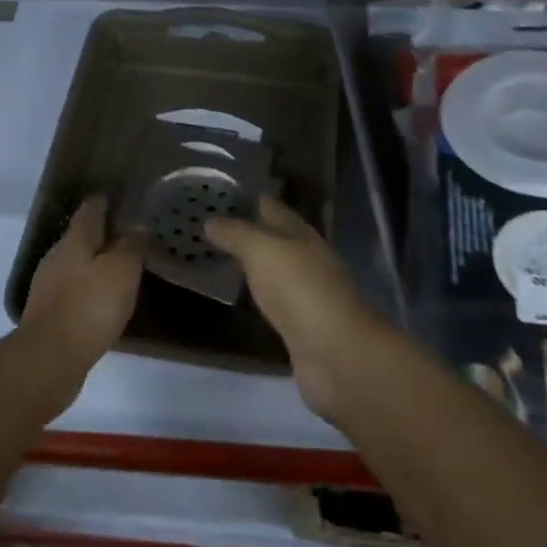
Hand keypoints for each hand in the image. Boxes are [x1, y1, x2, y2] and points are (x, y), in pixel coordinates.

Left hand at [20, 197, 142, 388]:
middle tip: (125, 236)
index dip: (102, 202)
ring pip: (74, 266)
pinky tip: (101, 302)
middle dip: (100, 235)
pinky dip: (87, 291)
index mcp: (74, 241)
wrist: (50, 359)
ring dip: (93, 265)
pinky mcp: (48, 316)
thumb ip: (130, 246)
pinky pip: (72, 293)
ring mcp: (48, 288)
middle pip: (79, 238)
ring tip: (118, 269)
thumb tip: (136, 225)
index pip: (89, 211)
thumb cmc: (90, 306)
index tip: (116, 198)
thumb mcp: (122, 271)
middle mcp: (56, 258)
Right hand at [206, 197, 380, 419]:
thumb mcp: (262, 251)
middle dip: (249, 229)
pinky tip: (243, 296)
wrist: (336, 353)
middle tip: (211, 225)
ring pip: (275, 268)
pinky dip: (259, 294)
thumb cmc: (299, 290)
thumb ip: (236, 234)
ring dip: (254, 262)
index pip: (273, 208)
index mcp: (300, 234)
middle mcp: (306, 258)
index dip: (250, 198)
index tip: (221, 193)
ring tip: (220, 256)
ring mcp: (306, 293)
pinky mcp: (301, 325)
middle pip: (276, 238)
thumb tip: (210, 220)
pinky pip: (275, 300)